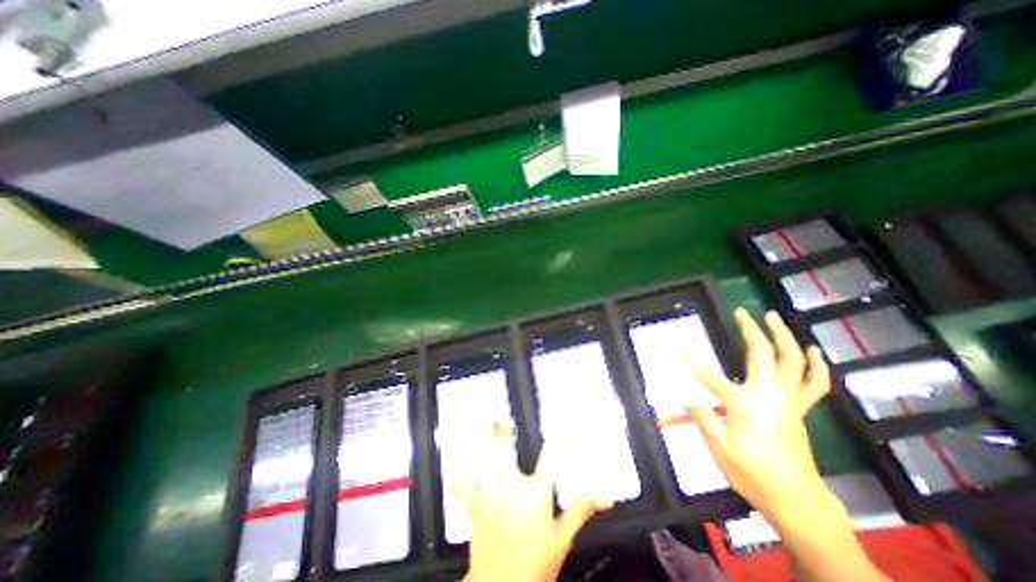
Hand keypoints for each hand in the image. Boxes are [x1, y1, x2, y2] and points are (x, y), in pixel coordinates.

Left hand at [455, 423, 613, 581]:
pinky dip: (455, 467)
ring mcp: (489, 495)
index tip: (561, 427)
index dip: (556, 442)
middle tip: (497, 414)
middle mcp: (510, 490)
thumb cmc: (533, 567)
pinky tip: (448, 454)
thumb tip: (605, 495)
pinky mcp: (474, 505)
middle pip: (504, 452)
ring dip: (482, 440)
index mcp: (535, 496)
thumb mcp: (562, 539)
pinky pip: (461, 483)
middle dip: (501, 431)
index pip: (550, 460)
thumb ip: (582, 510)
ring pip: (483, 461)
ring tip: (480, 418)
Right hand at [687, 309, 831, 517]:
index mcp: (746, 406)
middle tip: (742, 313)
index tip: (678, 348)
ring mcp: (790, 401)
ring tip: (774, 317)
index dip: (692, 362)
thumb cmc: (753, 474)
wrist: (797, 500)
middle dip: (751, 331)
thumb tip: (682, 393)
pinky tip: (813, 350)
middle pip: (763, 356)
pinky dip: (816, 364)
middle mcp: (770, 397)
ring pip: (793, 362)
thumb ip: (702, 417)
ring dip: (784, 337)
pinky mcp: (800, 409)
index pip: (712, 377)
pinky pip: (814, 383)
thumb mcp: (719, 449)